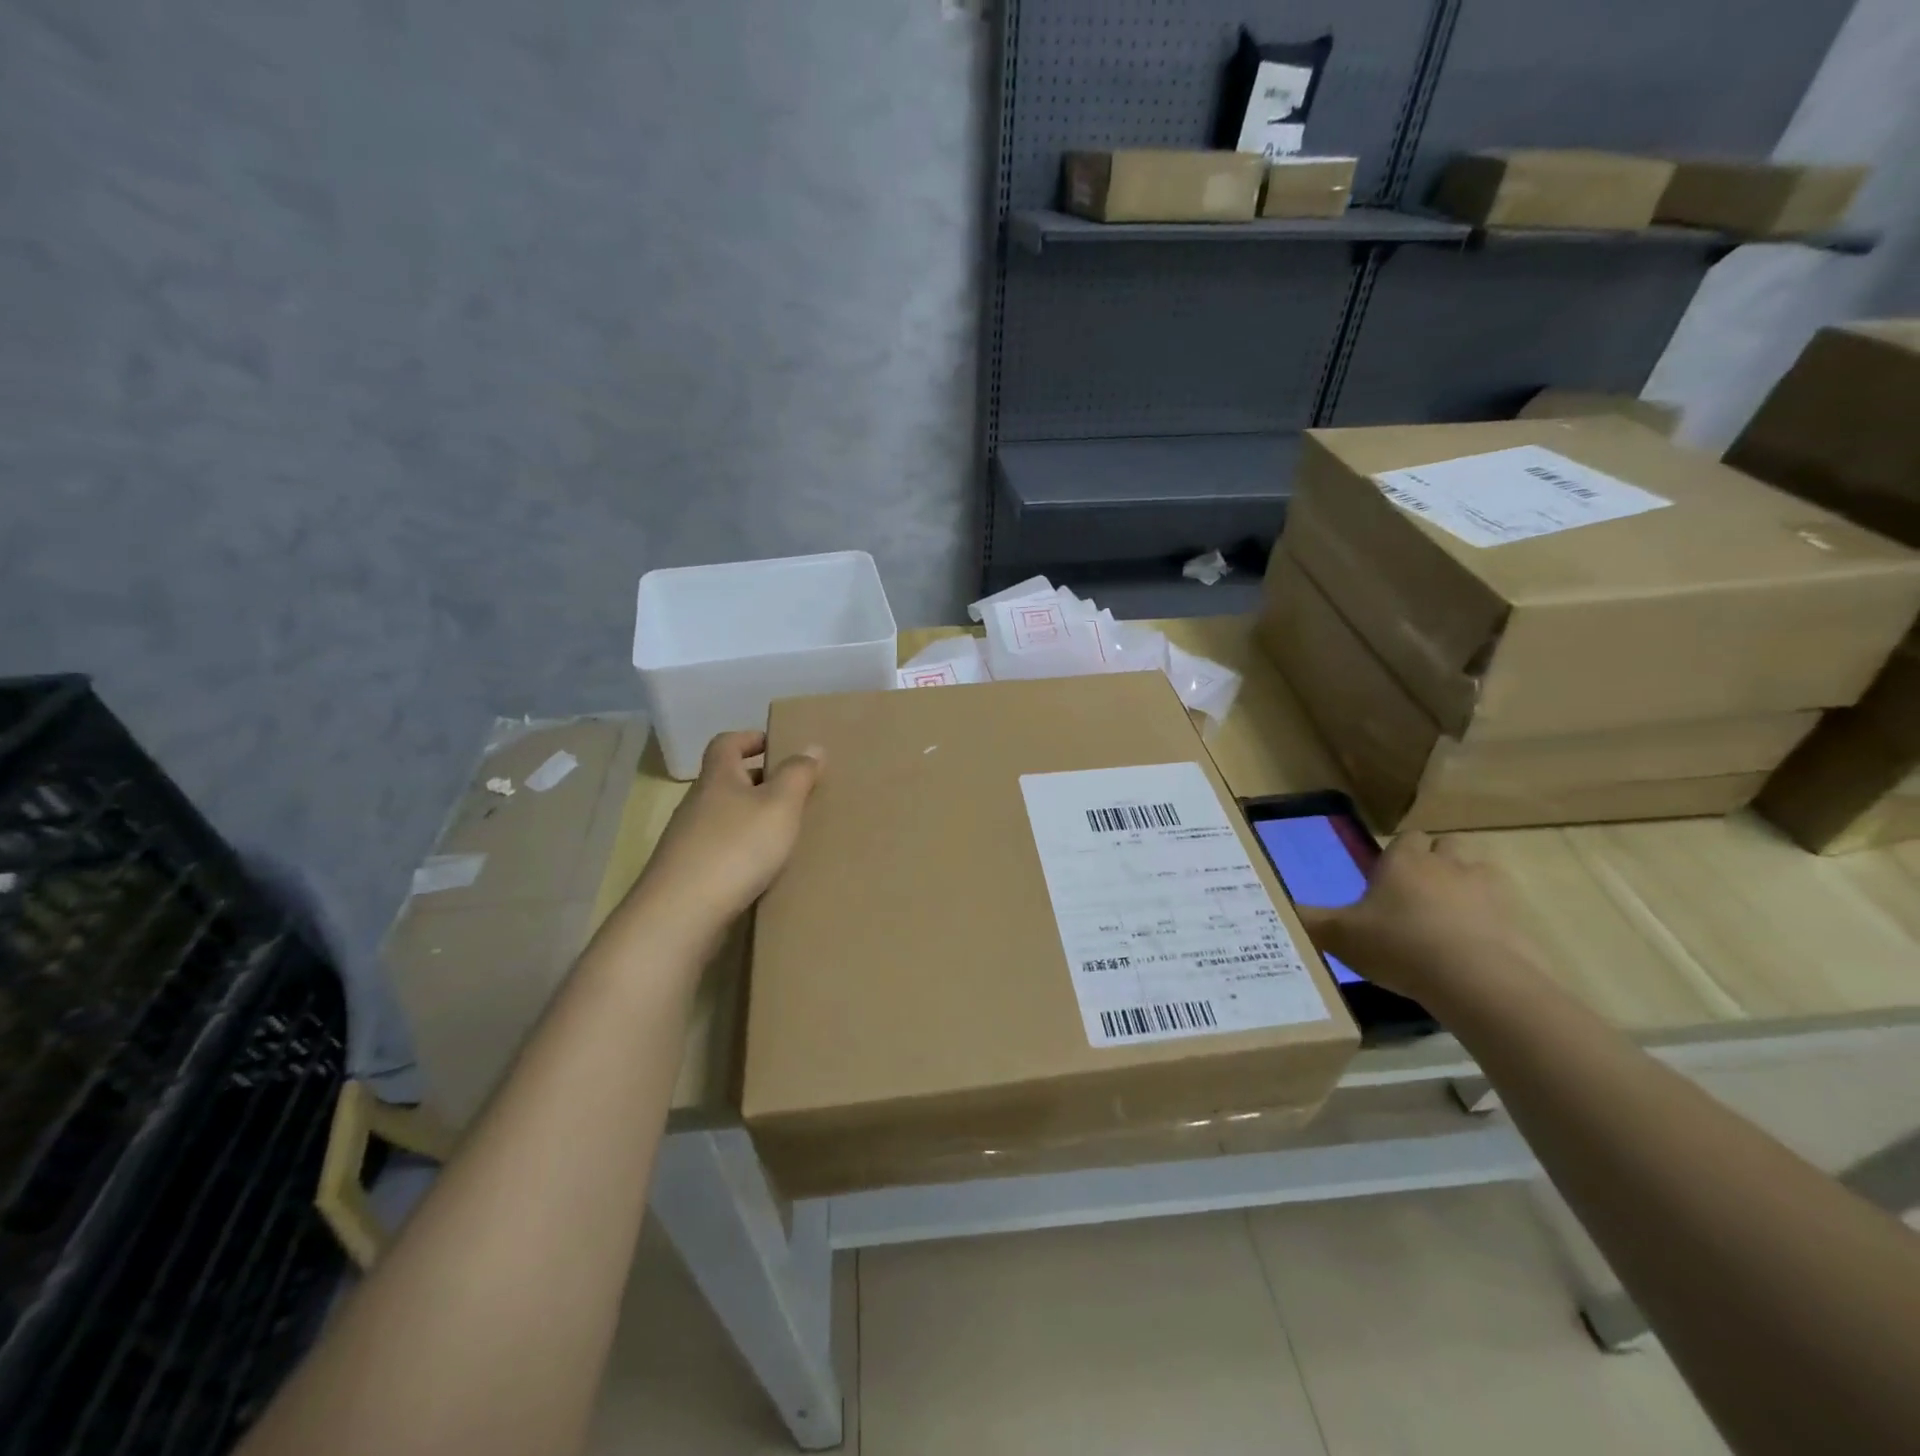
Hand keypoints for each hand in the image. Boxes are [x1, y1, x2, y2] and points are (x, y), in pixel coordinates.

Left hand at [638, 731, 823, 930]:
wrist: (681, 914)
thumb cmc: (736, 848)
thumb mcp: (779, 806)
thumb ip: (798, 775)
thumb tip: (812, 746)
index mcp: (717, 778)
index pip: (727, 743)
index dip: (750, 738)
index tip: (775, 744)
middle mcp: (697, 803)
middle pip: (726, 780)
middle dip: (758, 780)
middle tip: (793, 790)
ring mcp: (688, 840)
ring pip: (724, 816)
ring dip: (751, 818)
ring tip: (783, 831)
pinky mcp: (688, 873)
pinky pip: (720, 849)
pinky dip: (741, 849)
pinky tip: (761, 868)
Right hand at [1295, 831, 1538, 1003]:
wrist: (1475, 981)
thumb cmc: (1398, 946)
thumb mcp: (1339, 936)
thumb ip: (1308, 920)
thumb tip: (1276, 908)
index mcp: (1404, 861)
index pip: (1406, 838)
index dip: (1398, 855)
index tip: (1386, 878)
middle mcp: (1447, 864)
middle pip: (1447, 846)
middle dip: (1436, 861)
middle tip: (1417, 893)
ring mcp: (1488, 891)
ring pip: (1479, 871)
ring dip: (1467, 886)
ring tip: (1449, 917)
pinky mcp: (1518, 921)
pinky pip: (1503, 911)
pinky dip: (1490, 921)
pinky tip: (1474, 947)